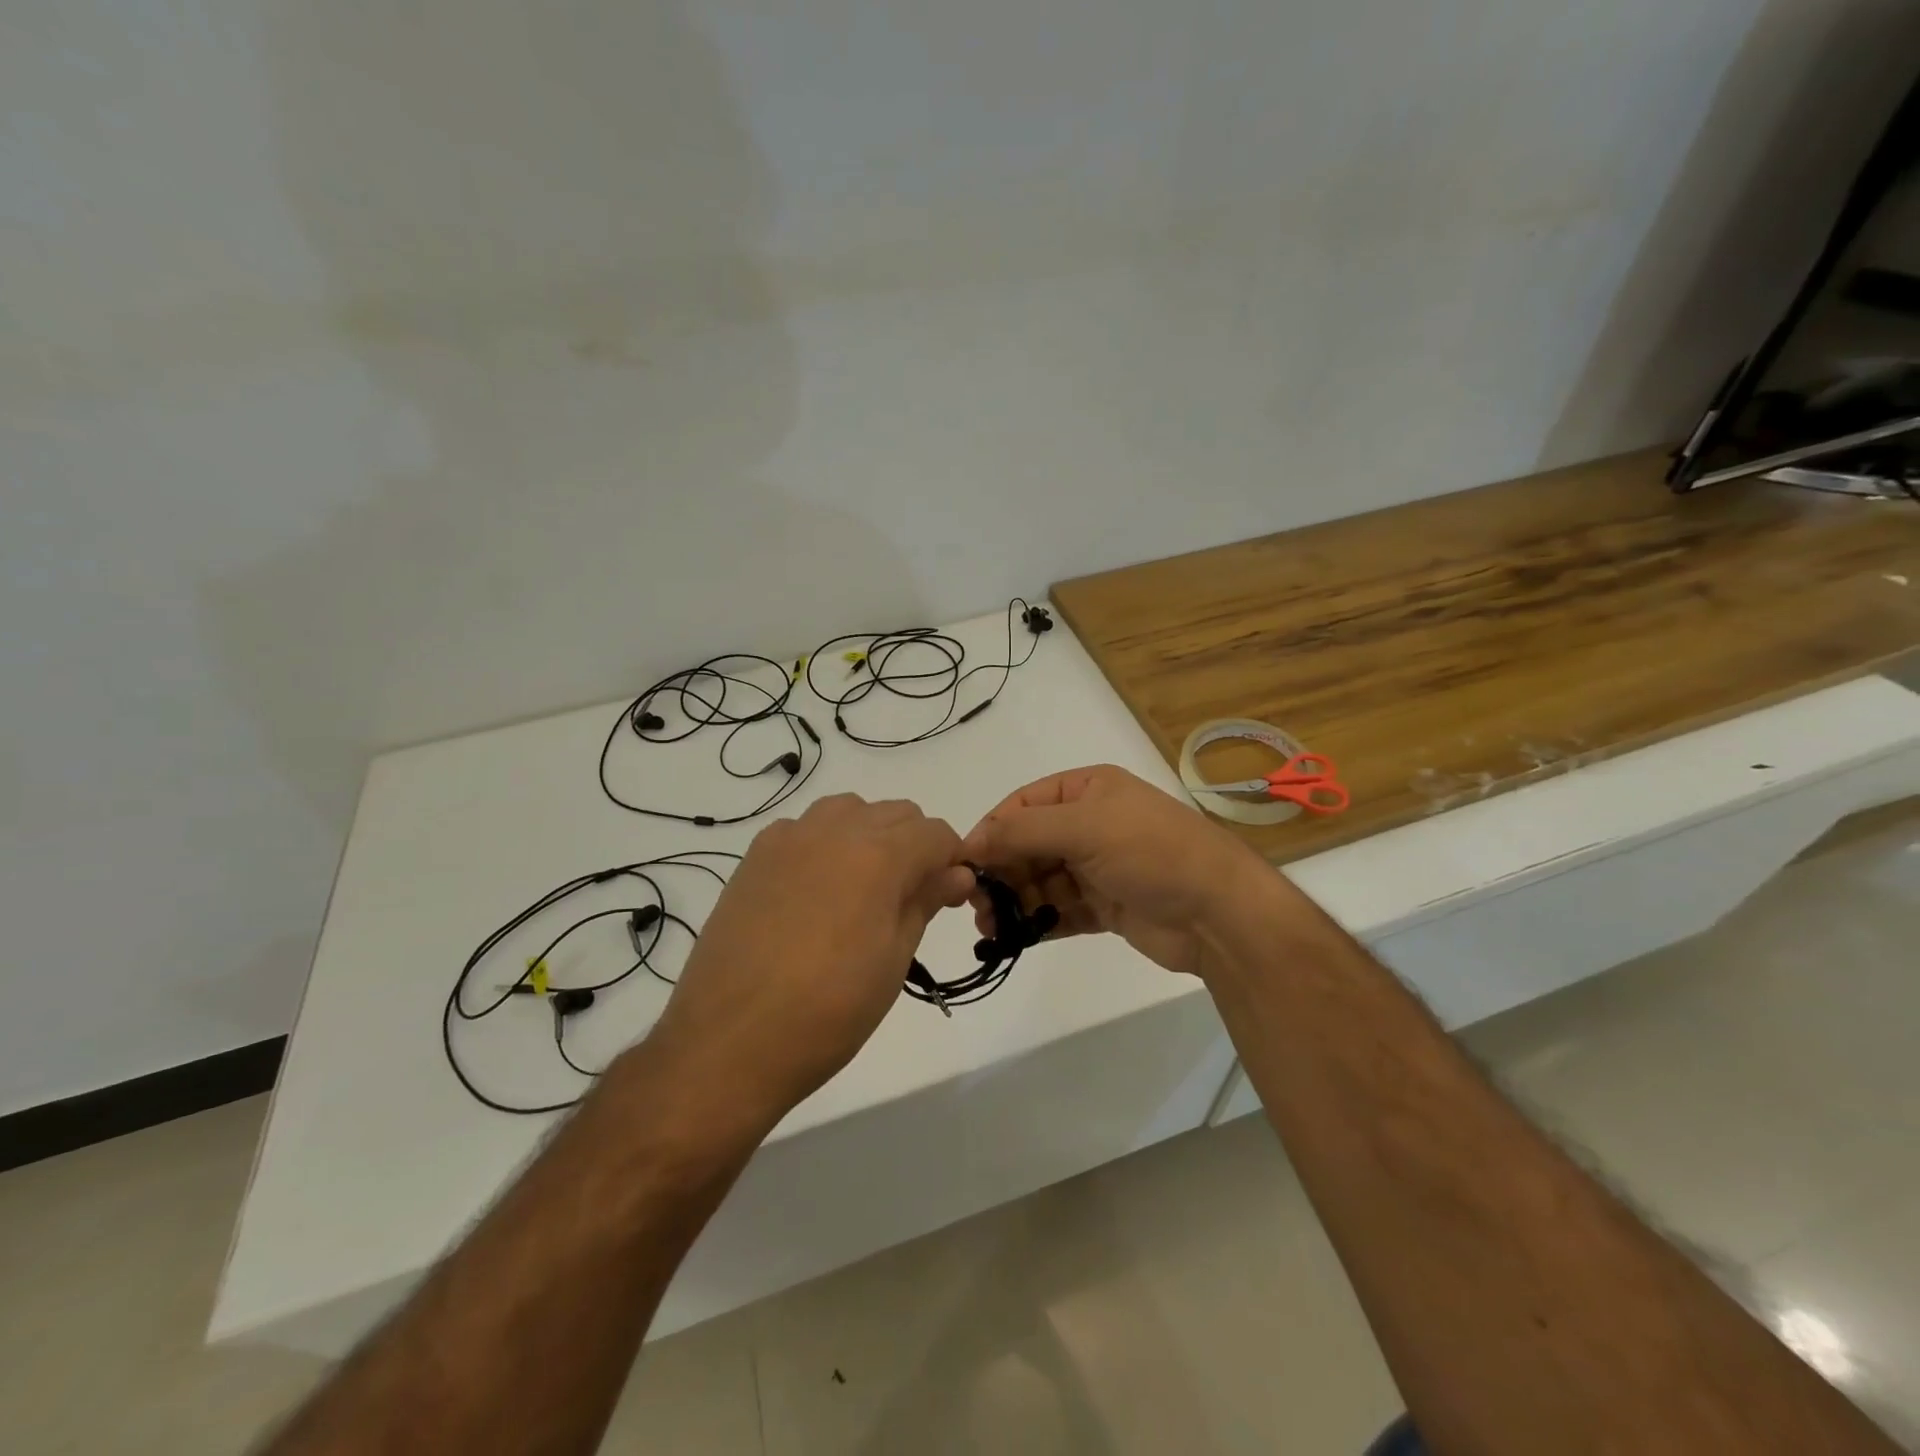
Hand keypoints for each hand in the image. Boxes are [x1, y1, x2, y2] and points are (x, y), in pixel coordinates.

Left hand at [644, 795, 973, 1128]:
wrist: (728, 1041)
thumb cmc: (828, 1010)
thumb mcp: (893, 960)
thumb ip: (925, 902)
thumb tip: (956, 873)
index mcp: (879, 855)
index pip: (936, 833)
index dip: (952, 860)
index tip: (949, 895)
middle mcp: (836, 829)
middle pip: (896, 813)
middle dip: (915, 845)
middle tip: (909, 898)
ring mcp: (790, 838)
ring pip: (849, 810)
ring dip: (870, 835)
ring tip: (863, 889)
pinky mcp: (756, 855)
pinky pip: (805, 828)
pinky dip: (824, 843)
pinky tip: (816, 890)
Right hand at [961, 764, 1286, 980]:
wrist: (1219, 912)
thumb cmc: (1151, 852)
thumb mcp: (1085, 827)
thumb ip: (1022, 832)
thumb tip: (969, 842)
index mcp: (1088, 790)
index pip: (1024, 804)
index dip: (992, 830)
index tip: (964, 863)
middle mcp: (1091, 824)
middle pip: (1029, 844)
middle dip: (1001, 871)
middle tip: (975, 903)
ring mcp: (1099, 867)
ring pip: (1042, 880)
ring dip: (1015, 901)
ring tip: (990, 927)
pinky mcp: (1106, 905)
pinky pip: (1061, 910)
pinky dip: (1038, 922)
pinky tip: (1015, 938)